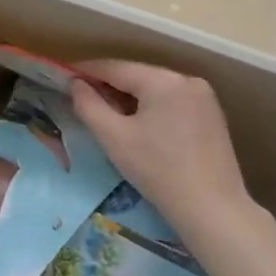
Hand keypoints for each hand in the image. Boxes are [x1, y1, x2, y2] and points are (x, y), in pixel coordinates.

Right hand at [70, 59, 258, 242]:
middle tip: (81, 97)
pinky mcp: (211, 115)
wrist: (212, 208)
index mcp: (163, 81)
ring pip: (154, 88)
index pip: (115, 67)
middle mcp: (187, 80)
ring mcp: (203, 97)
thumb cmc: (157, 170)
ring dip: (128, 96)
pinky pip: (171, 101)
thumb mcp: (113, 137)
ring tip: (105, 111)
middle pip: (137, 76)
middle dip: (108, 84)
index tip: (63, 77)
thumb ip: (88, 105)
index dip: (86, 71)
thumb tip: (75, 84)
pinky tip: (138, 123)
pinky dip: (150, 106)